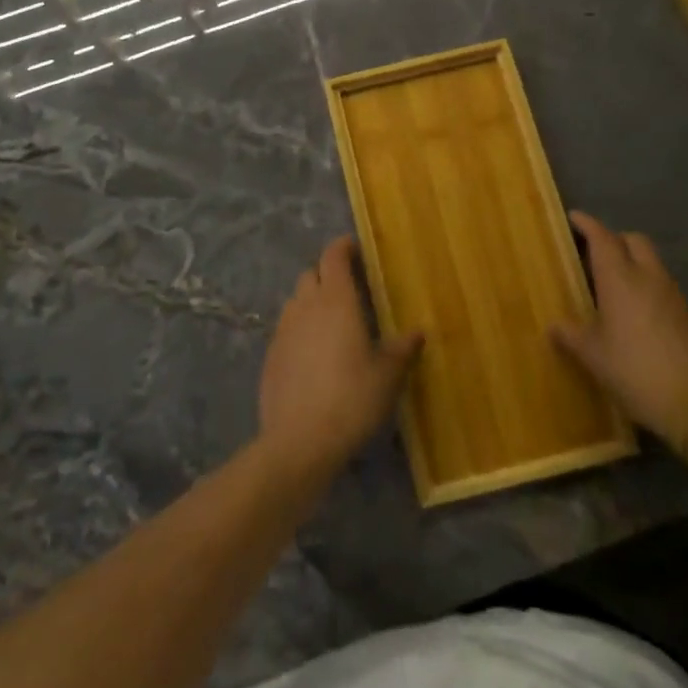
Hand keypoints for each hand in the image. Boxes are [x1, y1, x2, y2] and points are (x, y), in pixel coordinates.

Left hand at [256, 236, 422, 485]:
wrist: (299, 441)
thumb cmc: (352, 398)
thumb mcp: (387, 375)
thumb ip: (402, 349)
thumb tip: (417, 332)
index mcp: (336, 300)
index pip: (333, 256)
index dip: (343, 247)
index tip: (355, 249)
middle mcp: (305, 306)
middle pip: (312, 274)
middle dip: (328, 274)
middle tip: (349, 290)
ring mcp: (283, 330)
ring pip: (296, 301)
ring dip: (311, 302)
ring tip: (331, 323)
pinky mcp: (270, 356)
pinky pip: (286, 330)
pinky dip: (300, 330)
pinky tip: (313, 356)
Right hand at [552, 211, 687, 456]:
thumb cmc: (634, 372)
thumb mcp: (593, 357)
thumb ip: (571, 335)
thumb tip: (554, 326)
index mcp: (620, 280)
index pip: (602, 238)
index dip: (587, 224)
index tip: (574, 217)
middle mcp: (650, 278)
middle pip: (634, 241)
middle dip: (616, 239)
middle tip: (597, 253)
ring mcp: (677, 297)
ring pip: (655, 265)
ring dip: (637, 265)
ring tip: (620, 287)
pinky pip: (670, 293)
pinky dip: (654, 294)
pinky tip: (647, 320)